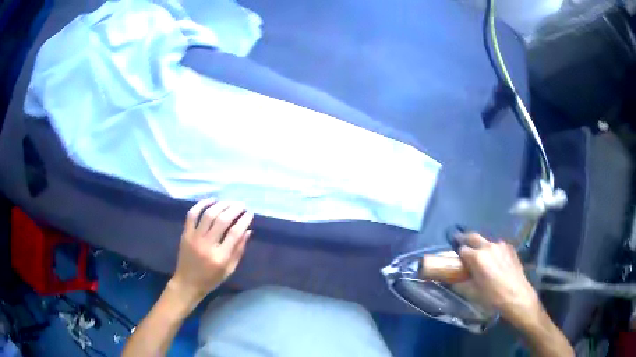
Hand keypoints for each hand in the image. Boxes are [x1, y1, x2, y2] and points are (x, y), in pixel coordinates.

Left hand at [170, 199, 253, 305]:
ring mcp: (194, 238)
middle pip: (222, 220)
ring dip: (221, 205)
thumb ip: (239, 250)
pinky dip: (201, 204)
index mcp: (220, 257)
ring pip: (208, 214)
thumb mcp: (229, 270)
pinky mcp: (185, 234)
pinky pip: (192, 214)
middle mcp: (207, 245)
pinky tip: (211, 200)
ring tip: (229, 202)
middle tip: (242, 205)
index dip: (244, 221)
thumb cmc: (211, 280)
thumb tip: (248, 231)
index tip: (249, 214)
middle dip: (234, 209)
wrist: (187, 283)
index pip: (235, 233)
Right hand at [457, 233, 540, 326]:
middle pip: (473, 236)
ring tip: (482, 257)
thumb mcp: (472, 292)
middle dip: (465, 239)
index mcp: (477, 257)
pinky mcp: (510, 248)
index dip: (458, 254)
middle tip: (461, 242)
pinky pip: (498, 246)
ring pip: (487, 242)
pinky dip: (493, 251)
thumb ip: (461, 282)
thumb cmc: (492, 296)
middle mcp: (488, 246)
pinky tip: (496, 261)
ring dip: (481, 246)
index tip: (457, 259)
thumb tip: (453, 279)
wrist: (516, 295)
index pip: (462, 249)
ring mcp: (501, 245)